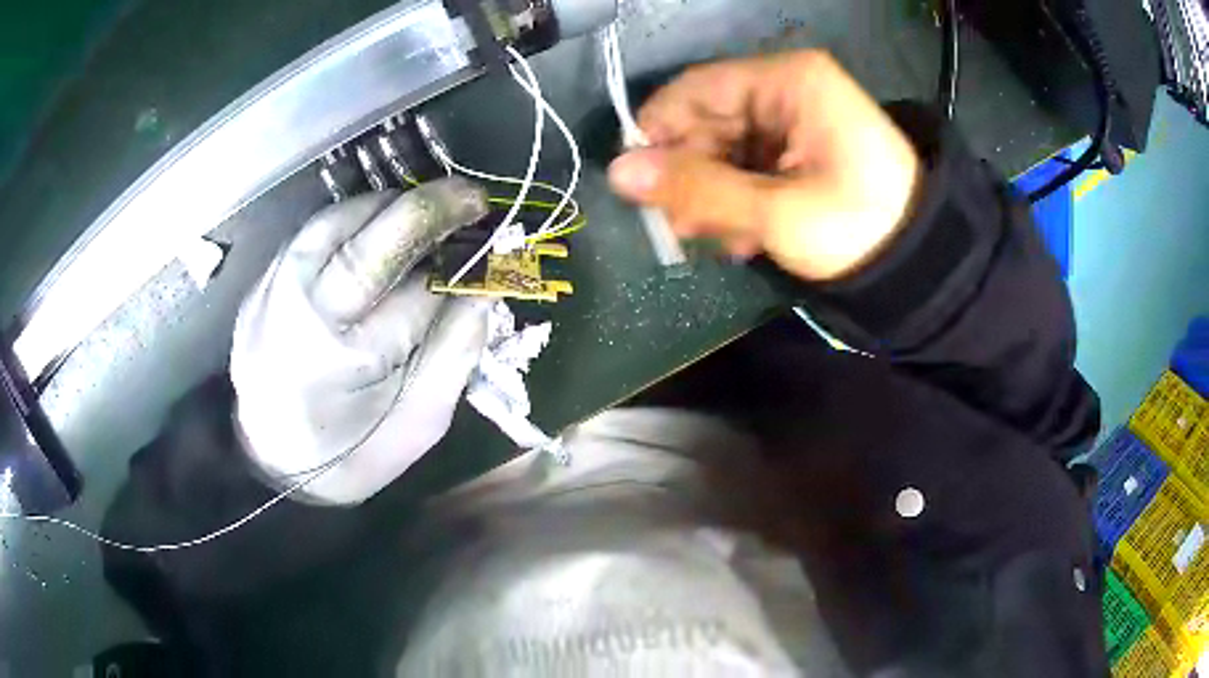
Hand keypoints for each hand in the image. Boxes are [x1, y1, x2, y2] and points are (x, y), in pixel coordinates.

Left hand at [231, 178, 490, 504]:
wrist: (270, 457)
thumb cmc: (349, 455)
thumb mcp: (417, 425)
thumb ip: (454, 356)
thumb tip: (485, 291)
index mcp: (342, 363)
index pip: (416, 299)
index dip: (461, 270)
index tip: (495, 252)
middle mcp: (300, 315)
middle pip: (370, 245)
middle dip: (430, 211)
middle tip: (473, 200)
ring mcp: (274, 291)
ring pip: (337, 222)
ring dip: (393, 205)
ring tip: (431, 206)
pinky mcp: (264, 281)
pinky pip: (315, 230)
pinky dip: (356, 216)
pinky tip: (383, 222)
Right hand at [608, 50, 920, 280]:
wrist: (922, 264)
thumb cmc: (859, 227)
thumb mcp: (778, 212)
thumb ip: (698, 189)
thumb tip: (618, 173)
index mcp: (788, 82)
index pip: (698, 89)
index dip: (658, 131)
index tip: (635, 183)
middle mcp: (786, 90)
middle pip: (708, 120)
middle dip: (689, 174)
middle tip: (680, 228)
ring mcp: (793, 121)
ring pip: (724, 148)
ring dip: (711, 195)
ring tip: (717, 240)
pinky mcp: (799, 151)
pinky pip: (748, 166)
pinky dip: (736, 201)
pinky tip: (742, 237)